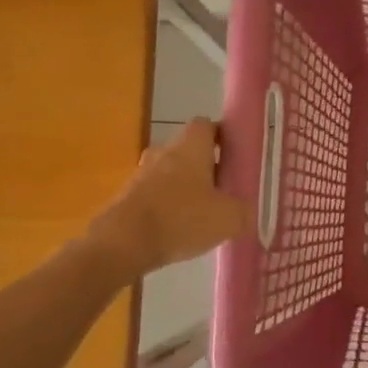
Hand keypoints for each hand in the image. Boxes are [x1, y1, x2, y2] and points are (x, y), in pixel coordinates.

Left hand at [89, 118, 251, 276]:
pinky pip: (153, 194)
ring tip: (200, 215)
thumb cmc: (181, 219)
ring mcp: (141, 173)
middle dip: (205, 167)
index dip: (222, 137)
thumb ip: (243, 211)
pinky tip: (176, 231)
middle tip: (223, 191)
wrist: (122, 243)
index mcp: (190, 146)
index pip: (207, 125)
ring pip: (170, 173)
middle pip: (188, 150)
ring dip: (184, 188)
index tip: (235, 157)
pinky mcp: (125, 196)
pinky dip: (166, 207)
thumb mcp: (228, 219)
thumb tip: (245, 211)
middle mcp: (164, 151)